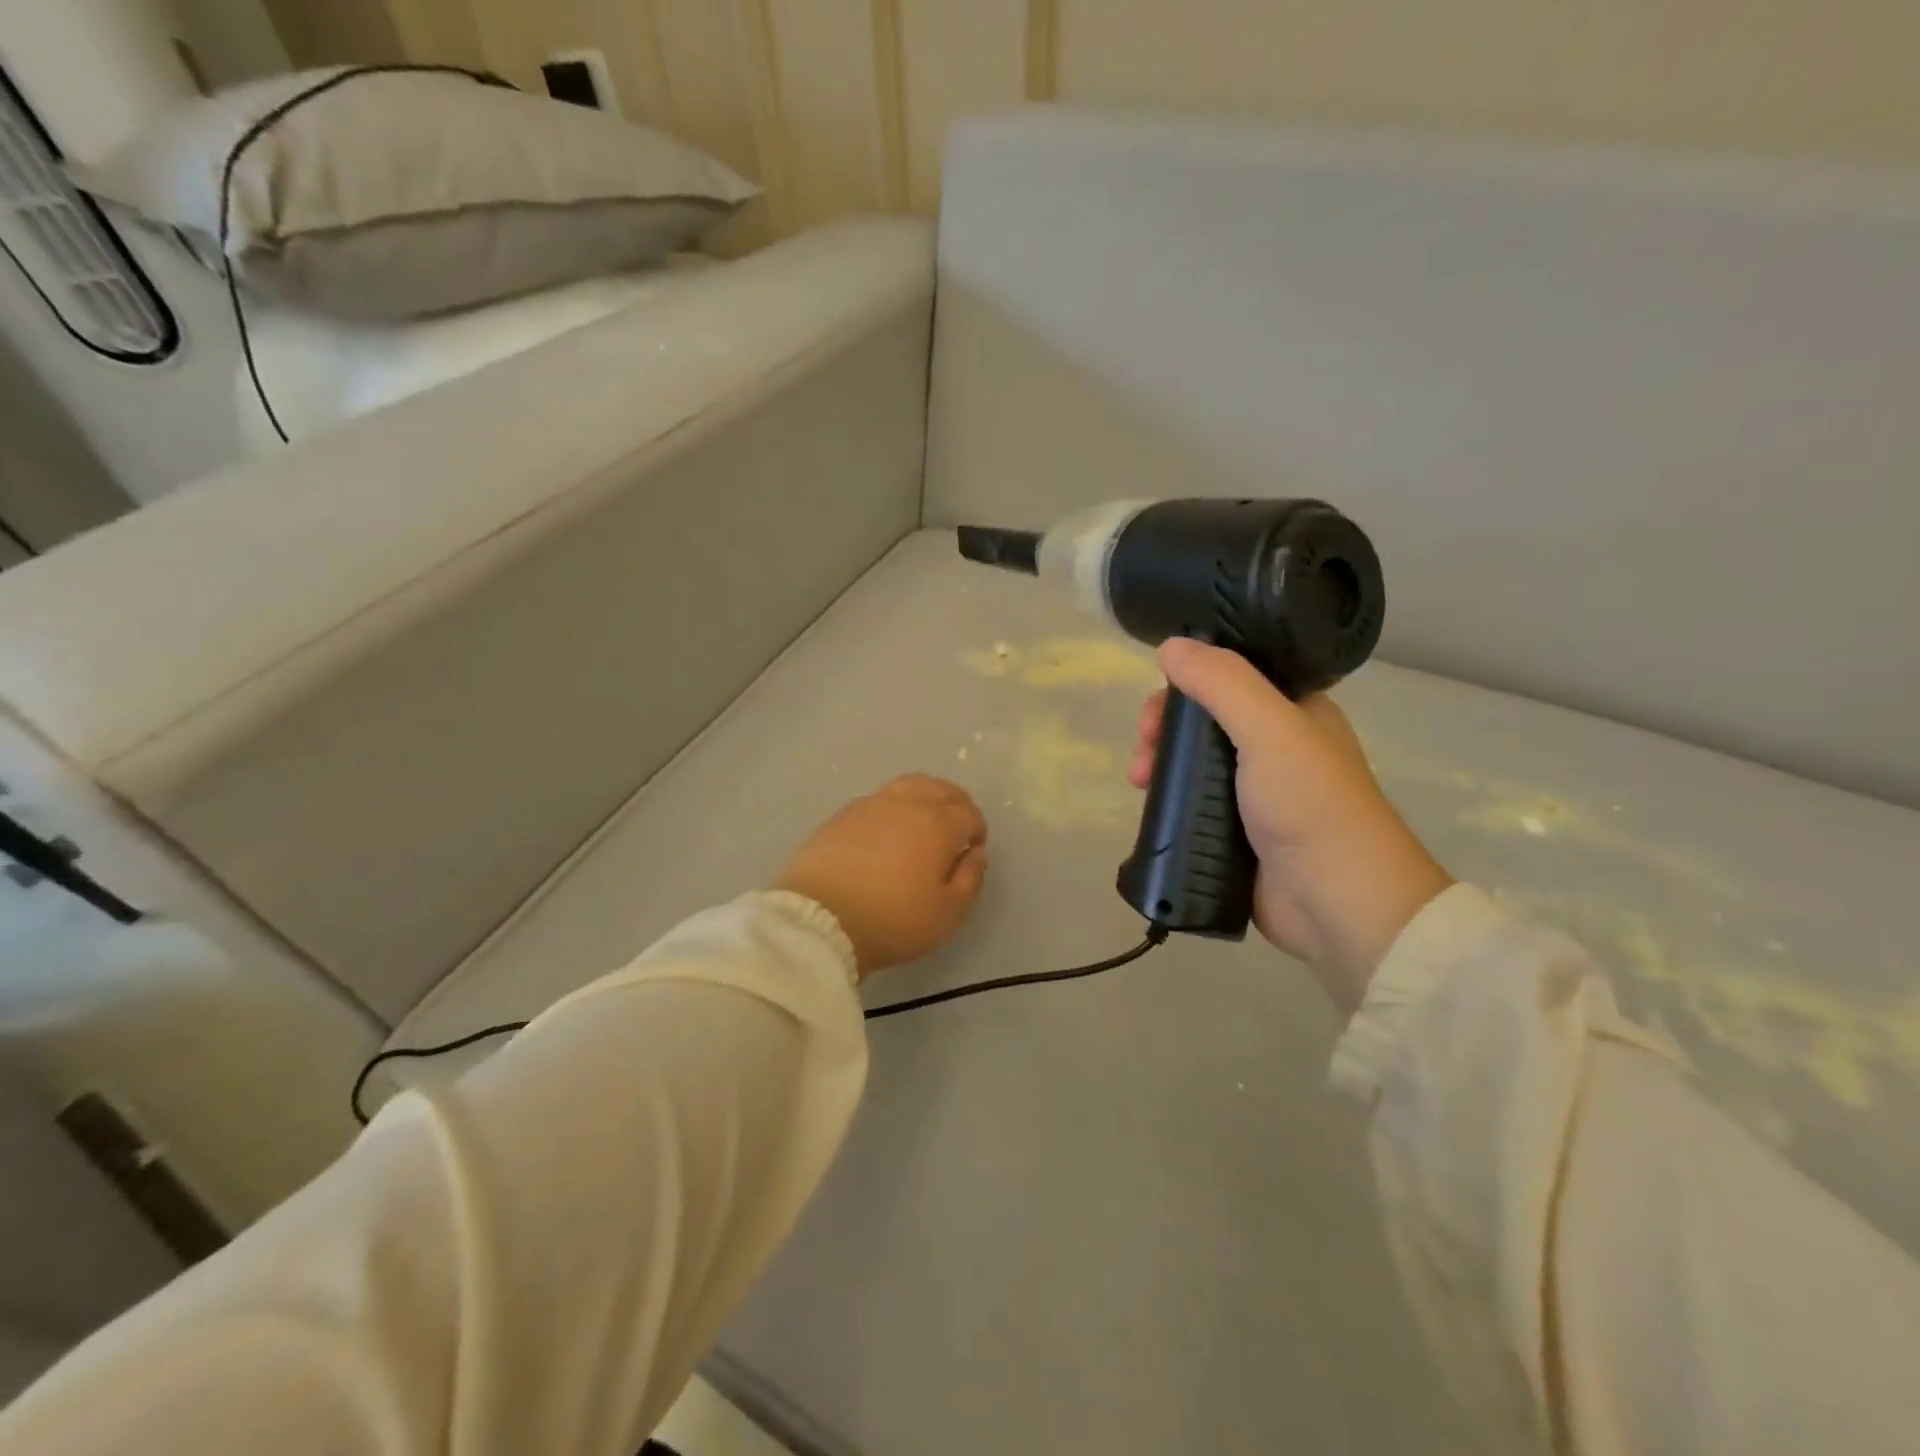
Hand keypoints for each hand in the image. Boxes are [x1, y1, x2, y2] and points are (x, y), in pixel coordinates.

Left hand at [776, 775, 989, 978]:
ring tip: (922, 824)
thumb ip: (970, 879)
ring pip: (908, 786)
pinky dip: (894, 808)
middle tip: (955, 830)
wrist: (818, 919)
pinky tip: (888, 832)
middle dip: (955, 805)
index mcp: (937, 823)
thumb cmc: (892, 920)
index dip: (977, 830)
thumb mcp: (947, 914)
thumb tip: (975, 854)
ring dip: (924, 799)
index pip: (968, 813)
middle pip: (940, 789)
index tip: (973, 850)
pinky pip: (879, 799)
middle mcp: (906, 803)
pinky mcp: (842, 815)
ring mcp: (870, 804)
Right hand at [1129, 640, 1451, 1013]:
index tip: (1159, 701)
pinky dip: (1167, 798)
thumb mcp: (1270, 730)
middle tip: (1143, 748)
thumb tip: (1171, 645)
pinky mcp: (1235, 831)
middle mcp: (1274, 745)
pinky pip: (1191, 801)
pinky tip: (1148, 804)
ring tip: (1138, 783)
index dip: (1188, 680)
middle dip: (1165, 727)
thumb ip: (1222, 683)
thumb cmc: (1311, 805)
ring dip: (1159, 762)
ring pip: (1192, 761)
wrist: (1337, 903)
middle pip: (1203, 719)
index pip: (1230, 676)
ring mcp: (1253, 791)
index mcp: (1294, 711)